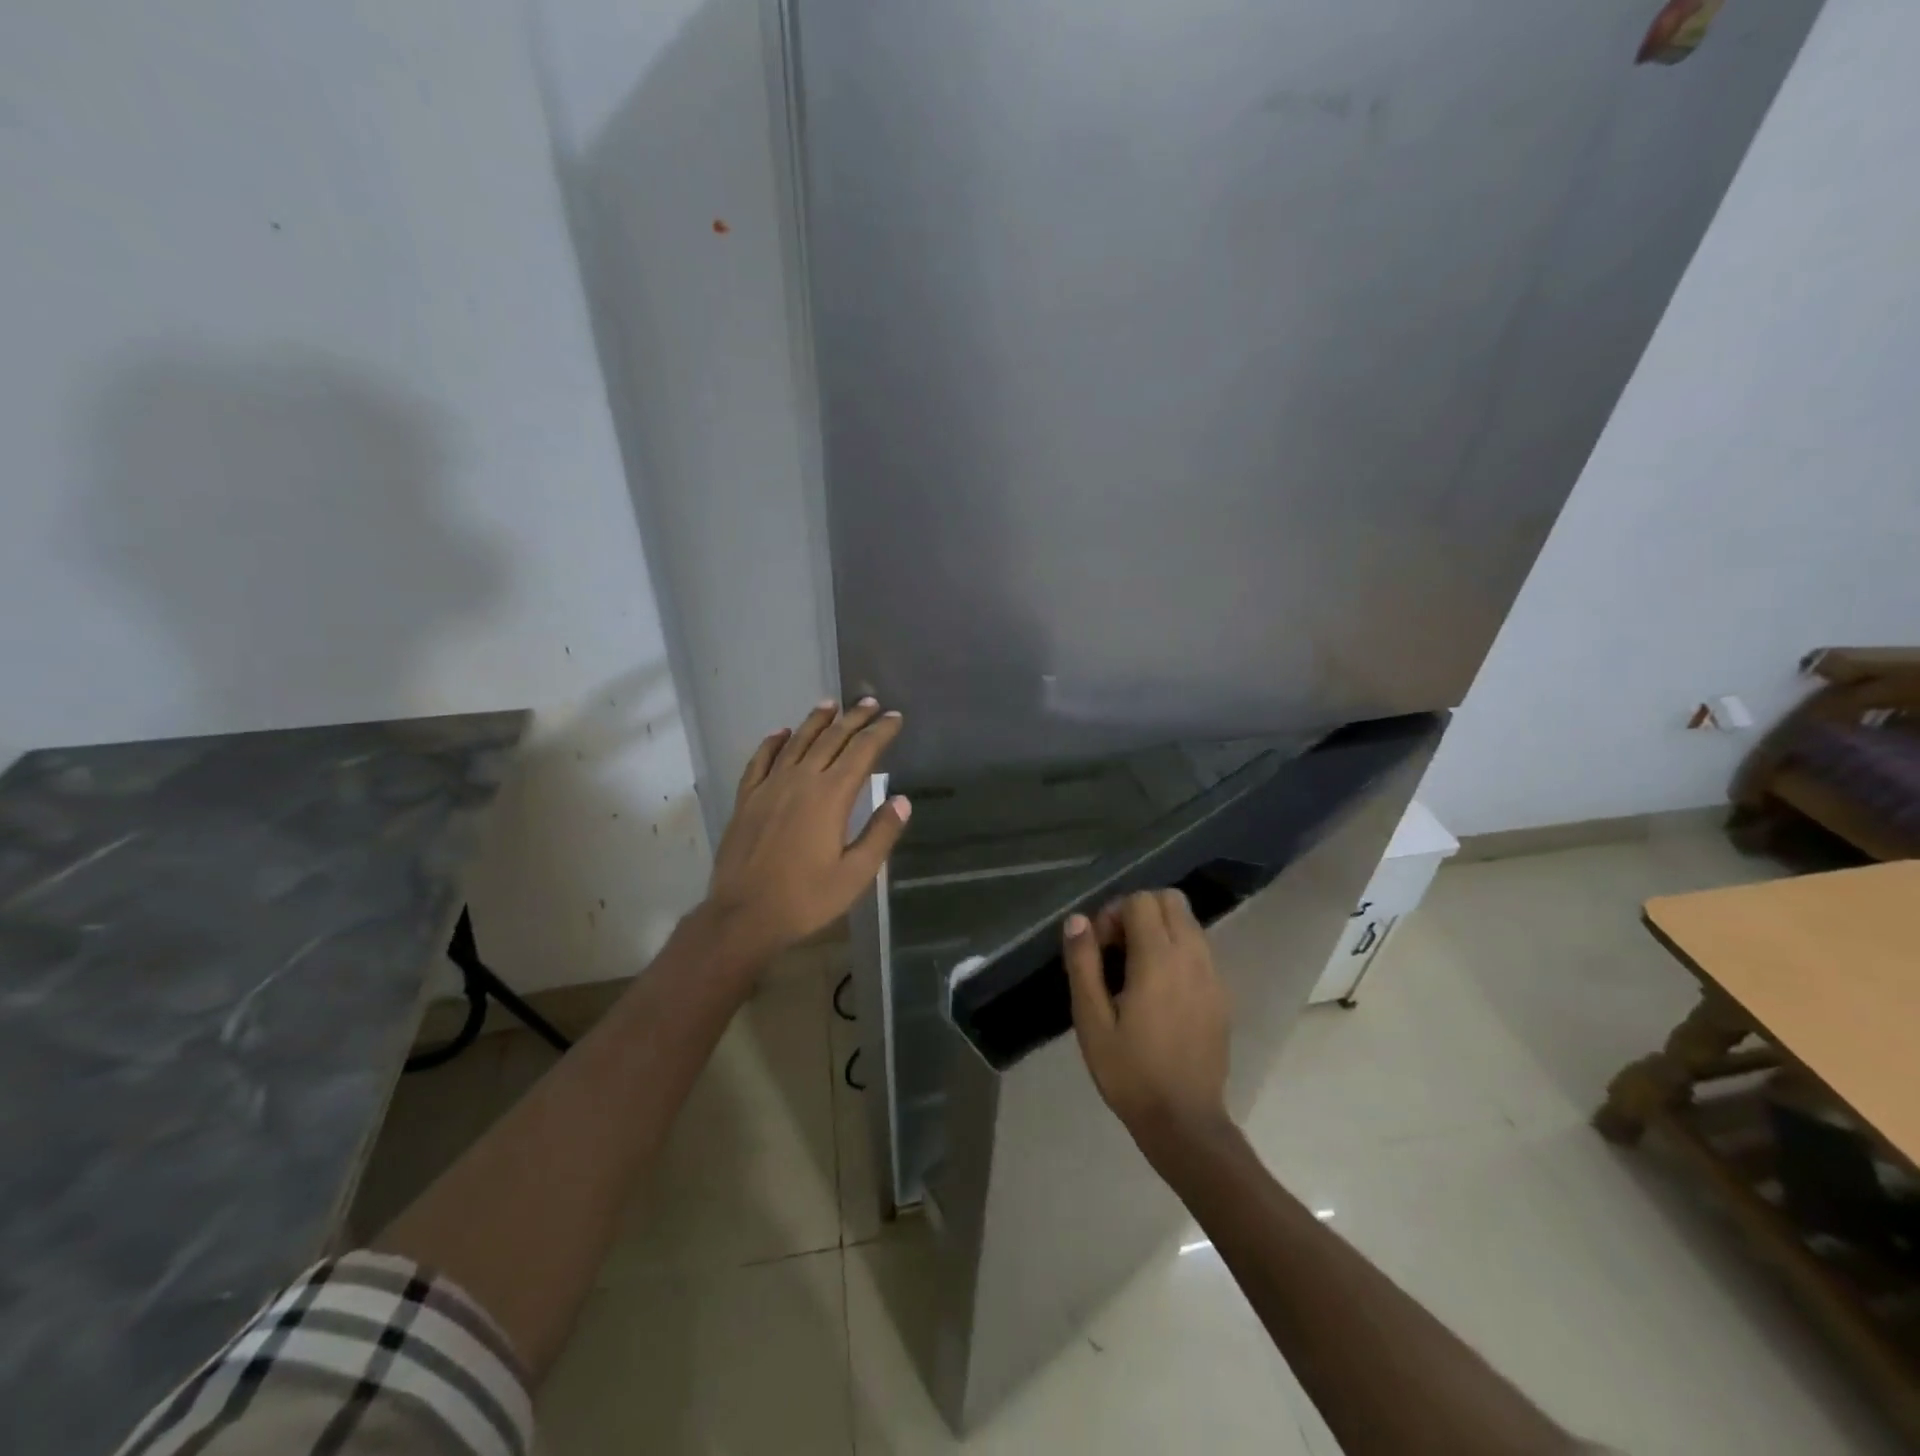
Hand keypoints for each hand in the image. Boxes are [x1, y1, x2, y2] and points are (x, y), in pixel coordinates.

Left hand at [700, 698, 910, 969]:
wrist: (744, 915)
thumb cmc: (806, 898)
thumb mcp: (855, 874)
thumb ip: (881, 834)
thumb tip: (902, 800)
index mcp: (831, 797)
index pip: (862, 752)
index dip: (880, 732)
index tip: (894, 717)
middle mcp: (801, 781)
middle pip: (831, 739)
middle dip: (853, 718)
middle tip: (869, 702)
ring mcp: (769, 787)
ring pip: (796, 742)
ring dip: (816, 721)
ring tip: (830, 704)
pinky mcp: (746, 799)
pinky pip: (760, 760)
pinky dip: (773, 743)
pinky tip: (781, 733)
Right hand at [1063, 890, 1231, 1152]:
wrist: (1185, 1123)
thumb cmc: (1130, 1073)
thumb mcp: (1091, 1021)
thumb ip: (1084, 964)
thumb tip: (1077, 920)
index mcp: (1158, 960)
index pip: (1142, 901)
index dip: (1115, 912)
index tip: (1100, 946)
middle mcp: (1192, 958)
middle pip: (1171, 901)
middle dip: (1140, 911)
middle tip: (1117, 949)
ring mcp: (1213, 976)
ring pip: (1189, 923)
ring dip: (1160, 929)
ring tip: (1136, 970)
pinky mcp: (1222, 995)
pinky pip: (1200, 950)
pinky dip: (1178, 950)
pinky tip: (1159, 990)